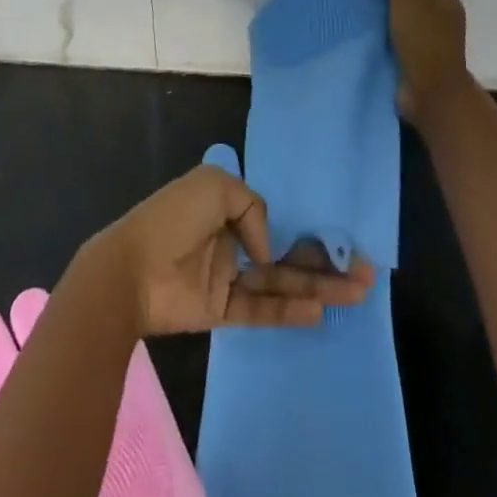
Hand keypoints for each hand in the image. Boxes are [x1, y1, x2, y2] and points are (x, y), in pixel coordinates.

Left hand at [92, 164, 374, 336]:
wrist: (130, 270)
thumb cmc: (172, 218)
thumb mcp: (215, 186)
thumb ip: (252, 207)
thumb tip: (267, 249)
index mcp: (225, 203)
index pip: (273, 212)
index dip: (305, 223)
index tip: (339, 232)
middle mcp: (231, 237)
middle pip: (285, 250)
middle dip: (324, 259)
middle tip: (366, 271)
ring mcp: (227, 275)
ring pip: (280, 282)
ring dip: (318, 286)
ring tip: (358, 292)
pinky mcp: (221, 309)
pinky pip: (261, 309)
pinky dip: (288, 311)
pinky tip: (318, 311)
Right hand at [376, 0, 472, 124]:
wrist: (430, 91)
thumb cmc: (422, 38)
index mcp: (448, 2)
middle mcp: (445, 21)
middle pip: (418, 3)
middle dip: (396, 1)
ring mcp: (434, 45)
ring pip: (408, 26)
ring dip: (390, 24)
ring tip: (366, 20)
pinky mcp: (422, 65)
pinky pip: (402, 47)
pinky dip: (389, 44)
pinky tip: (371, 41)